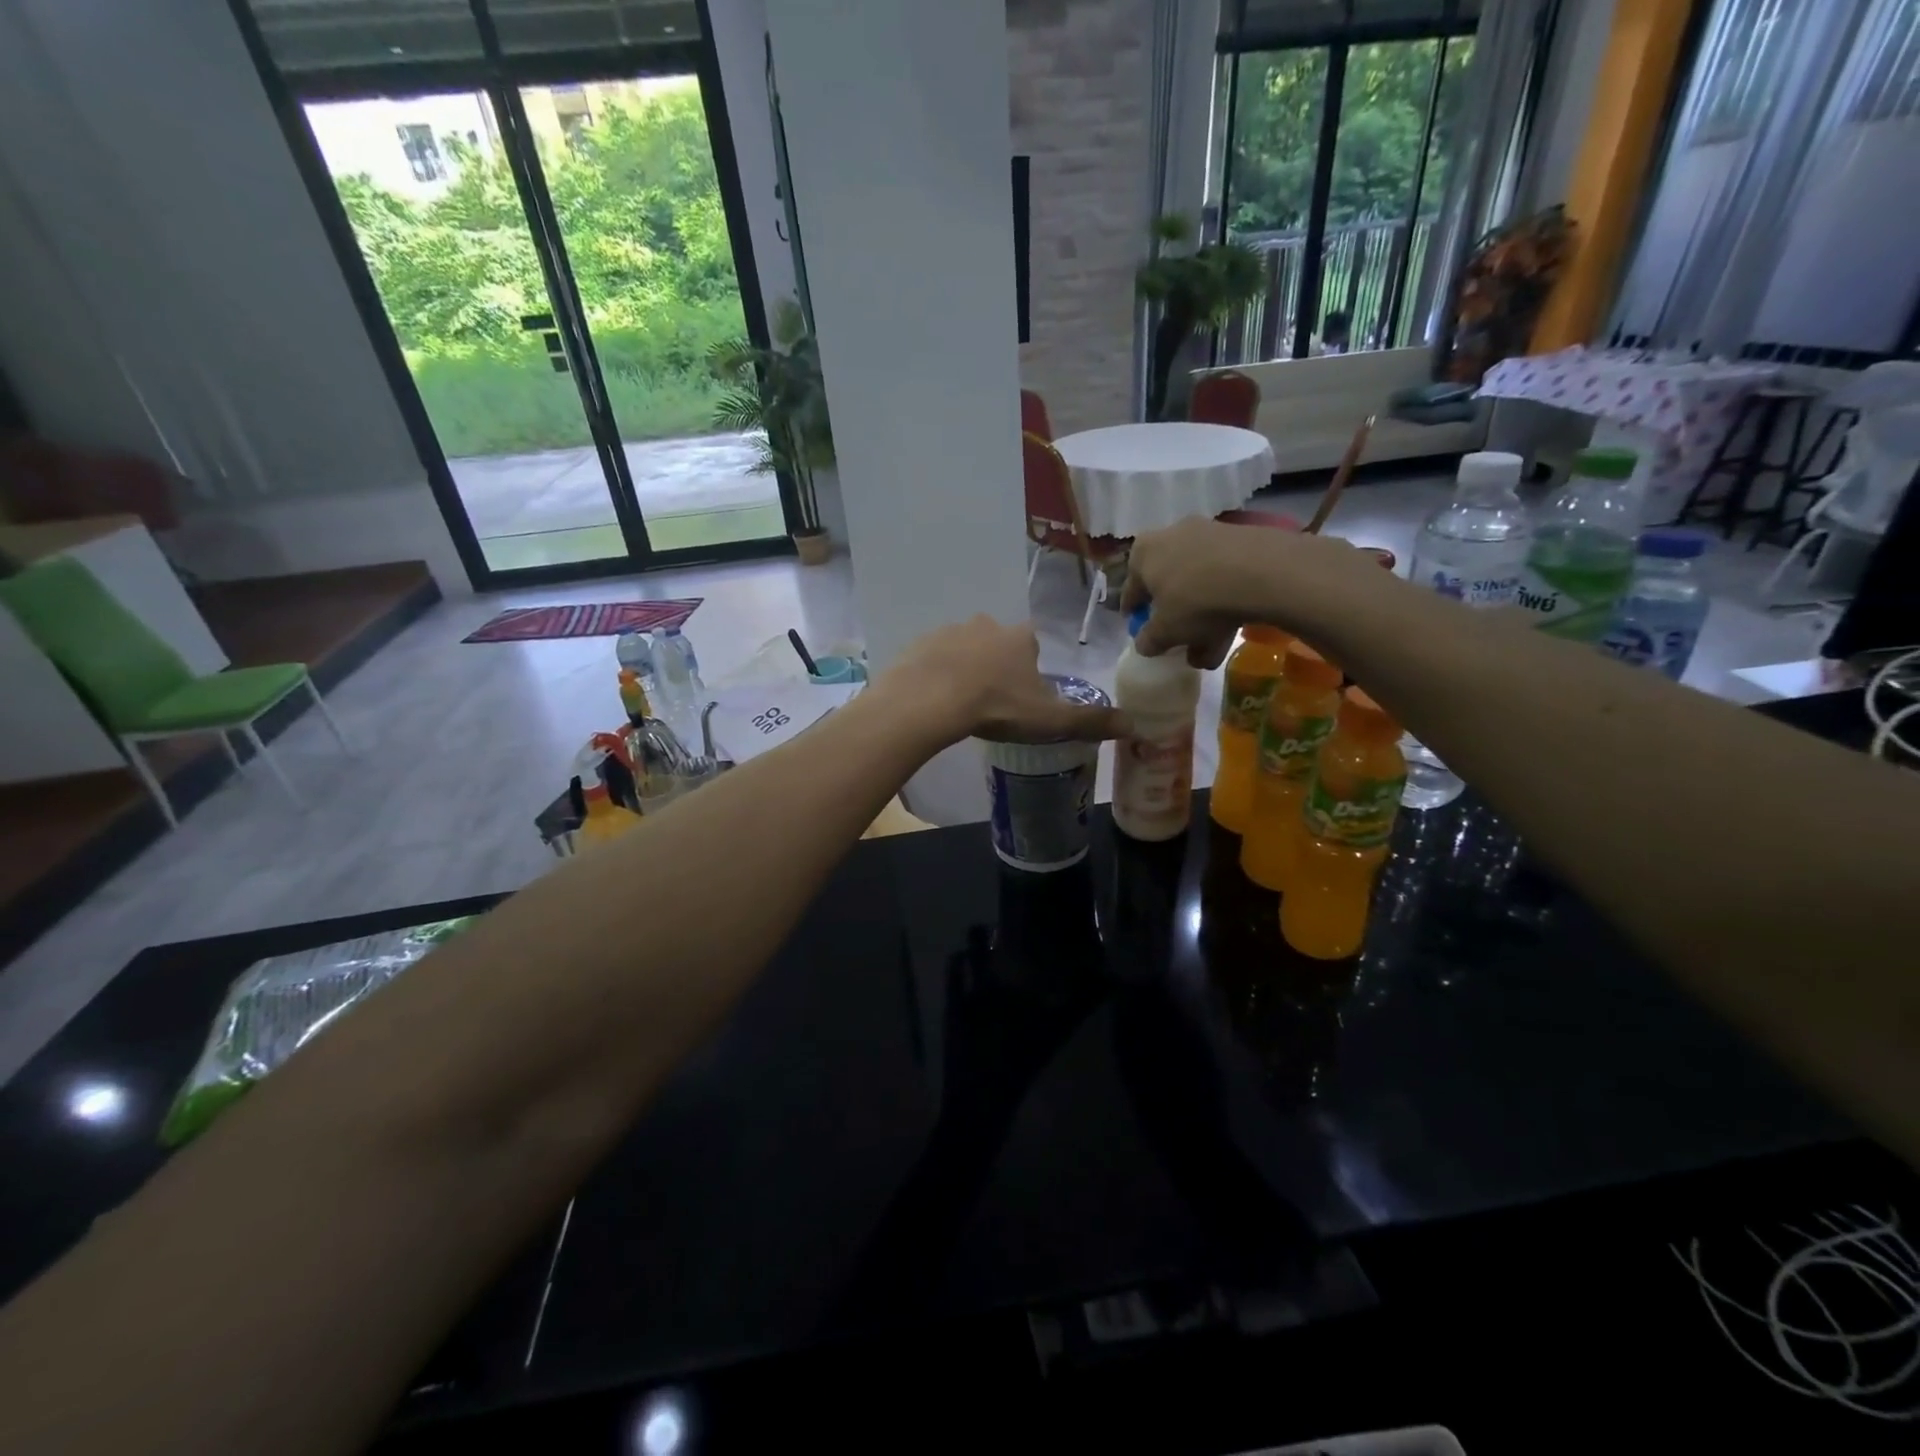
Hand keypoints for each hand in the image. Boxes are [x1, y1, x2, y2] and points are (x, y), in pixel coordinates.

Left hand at [876, 616, 1127, 744]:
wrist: (929, 701)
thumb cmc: (996, 707)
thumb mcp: (1049, 720)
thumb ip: (1090, 721)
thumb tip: (1134, 724)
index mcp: (1019, 638)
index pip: (1033, 642)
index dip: (1031, 665)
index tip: (1024, 690)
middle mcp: (985, 626)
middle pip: (996, 642)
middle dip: (996, 664)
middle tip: (992, 699)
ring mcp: (948, 632)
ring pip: (962, 648)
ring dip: (964, 668)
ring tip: (960, 702)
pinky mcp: (918, 645)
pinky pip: (931, 658)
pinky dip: (934, 674)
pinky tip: (933, 699)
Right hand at [1120, 517, 1393, 665]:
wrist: (1261, 572)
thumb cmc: (1196, 601)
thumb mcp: (1166, 632)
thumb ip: (1149, 640)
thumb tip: (1144, 644)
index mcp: (1143, 552)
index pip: (1131, 589)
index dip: (1135, 614)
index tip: (1141, 632)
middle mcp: (1172, 534)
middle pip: (1168, 584)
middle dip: (1174, 617)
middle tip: (1179, 642)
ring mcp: (1209, 533)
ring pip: (1198, 583)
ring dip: (1202, 617)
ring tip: (1211, 650)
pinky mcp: (1241, 539)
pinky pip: (1224, 577)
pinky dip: (1224, 602)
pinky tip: (1232, 629)